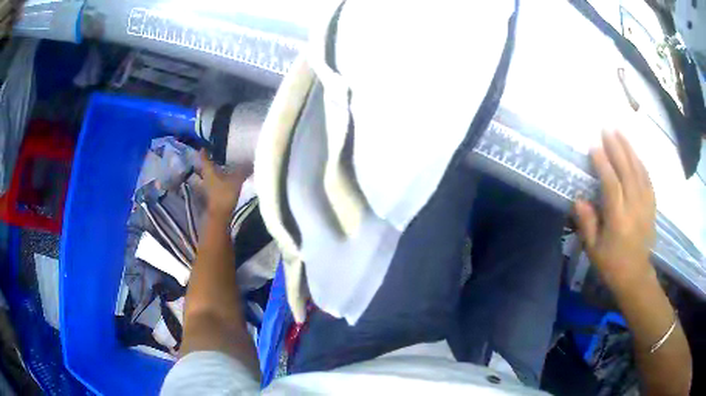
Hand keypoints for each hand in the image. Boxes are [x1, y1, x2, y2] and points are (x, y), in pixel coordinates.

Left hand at [200, 150, 250, 214]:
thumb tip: (252, 161)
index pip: (204, 158)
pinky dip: (217, 178)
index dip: (204, 152)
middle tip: (213, 154)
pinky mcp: (212, 194)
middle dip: (207, 161)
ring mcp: (208, 187)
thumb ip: (244, 169)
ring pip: (208, 175)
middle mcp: (206, 177)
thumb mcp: (237, 179)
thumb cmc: (225, 194)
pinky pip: (213, 182)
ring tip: (219, 165)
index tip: (204, 146)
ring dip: (212, 171)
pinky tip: (224, 178)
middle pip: (205, 167)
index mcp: (209, 171)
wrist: (220, 214)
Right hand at [574, 130, 656, 291]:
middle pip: (627, 171)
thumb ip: (587, 223)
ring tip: (620, 131)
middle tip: (606, 129)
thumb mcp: (593, 249)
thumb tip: (579, 199)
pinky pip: (647, 178)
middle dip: (616, 147)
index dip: (602, 163)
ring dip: (629, 149)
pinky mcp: (652, 205)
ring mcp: (646, 205)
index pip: (611, 184)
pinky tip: (634, 152)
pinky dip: (640, 162)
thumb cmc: (612, 264)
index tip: (593, 146)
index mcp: (618, 219)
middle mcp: (634, 207)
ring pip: (639, 170)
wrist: (636, 275)